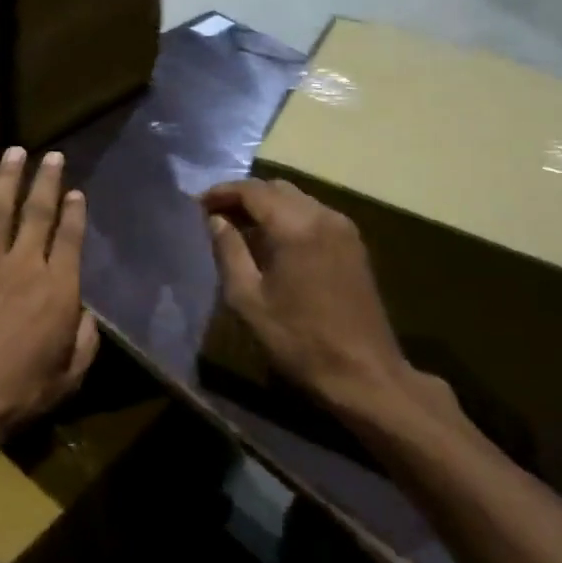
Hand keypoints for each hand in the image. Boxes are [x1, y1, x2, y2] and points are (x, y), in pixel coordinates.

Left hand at [0, 147, 99, 458]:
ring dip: (6, 179)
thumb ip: (85, 340)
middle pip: (37, 212)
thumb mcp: (70, 375)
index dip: (74, 212)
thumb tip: (85, 313)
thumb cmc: (20, 393)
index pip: (70, 238)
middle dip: (46, 180)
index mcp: (58, 289)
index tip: (75, 192)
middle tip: (51, 155)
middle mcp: (24, 266)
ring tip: (14, 152)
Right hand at [202, 178, 448, 431]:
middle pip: (276, 188)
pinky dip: (287, 217)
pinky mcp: (353, 245)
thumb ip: (228, 251)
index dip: (222, 193)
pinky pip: (313, 214)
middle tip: (215, 215)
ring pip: (296, 199)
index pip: (252, 190)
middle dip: (243, 196)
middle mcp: (323, 216)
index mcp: (296, 226)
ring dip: (266, 206)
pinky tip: (271, 242)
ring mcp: (343, 229)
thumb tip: (215, 220)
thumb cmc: (298, 339)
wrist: (364, 374)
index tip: (197, 205)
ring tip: (239, 228)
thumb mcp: (248, 299)